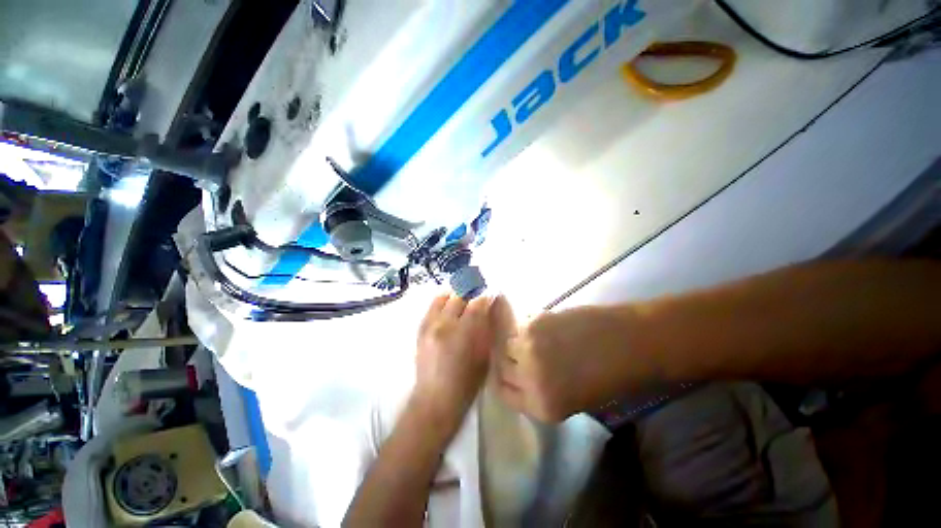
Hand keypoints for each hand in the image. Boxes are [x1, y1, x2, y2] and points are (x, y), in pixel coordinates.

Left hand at [412, 294, 492, 432]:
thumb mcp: (484, 356)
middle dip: (470, 293)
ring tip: (462, 299)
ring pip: (443, 298)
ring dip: (455, 295)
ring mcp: (429, 325)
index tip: (490, 296)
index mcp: (462, 333)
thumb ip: (486, 329)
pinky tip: (448, 305)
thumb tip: (489, 308)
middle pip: (458, 297)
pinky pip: (431, 306)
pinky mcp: (420, 329)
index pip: (476, 304)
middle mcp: (444, 324)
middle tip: (477, 296)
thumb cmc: (466, 382)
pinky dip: (442, 302)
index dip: (485, 298)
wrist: (435, 399)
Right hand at [492, 298, 656, 421]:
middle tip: (517, 349)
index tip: (507, 369)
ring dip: (514, 339)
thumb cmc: (612, 378)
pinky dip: (525, 323)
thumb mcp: (573, 399)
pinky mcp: (534, 323)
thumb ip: (541, 390)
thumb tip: (519, 373)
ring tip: (530, 335)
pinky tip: (542, 324)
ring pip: (506, 342)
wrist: (632, 344)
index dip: (504, 379)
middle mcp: (529, 379)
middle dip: (507, 358)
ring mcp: (529, 349)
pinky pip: (520, 324)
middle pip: (501, 366)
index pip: (503, 392)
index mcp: (541, 406)